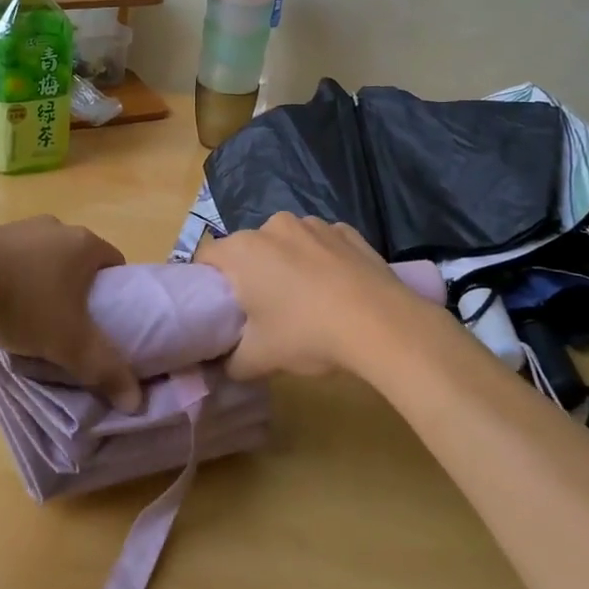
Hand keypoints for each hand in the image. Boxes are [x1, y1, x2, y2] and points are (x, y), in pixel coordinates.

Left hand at [0, 217, 141, 410]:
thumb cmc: (22, 304)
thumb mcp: (69, 344)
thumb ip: (106, 369)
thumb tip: (136, 401)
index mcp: (85, 243)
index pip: (115, 263)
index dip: (117, 293)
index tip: (107, 322)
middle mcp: (58, 227)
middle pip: (80, 261)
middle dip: (80, 292)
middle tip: (72, 328)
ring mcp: (22, 228)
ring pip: (47, 260)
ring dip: (46, 285)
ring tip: (34, 322)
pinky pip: (16, 260)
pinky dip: (17, 280)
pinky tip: (2, 306)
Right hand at [199, 214, 437, 380]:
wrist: (381, 323)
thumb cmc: (307, 333)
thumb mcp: (259, 359)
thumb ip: (230, 361)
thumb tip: (222, 364)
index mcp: (243, 250)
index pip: (206, 257)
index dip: (208, 282)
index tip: (221, 307)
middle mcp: (273, 226)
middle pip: (248, 248)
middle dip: (250, 273)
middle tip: (262, 310)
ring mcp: (313, 224)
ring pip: (286, 243)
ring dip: (286, 263)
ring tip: (305, 300)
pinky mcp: (346, 230)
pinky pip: (321, 243)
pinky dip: (321, 260)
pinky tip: (336, 289)